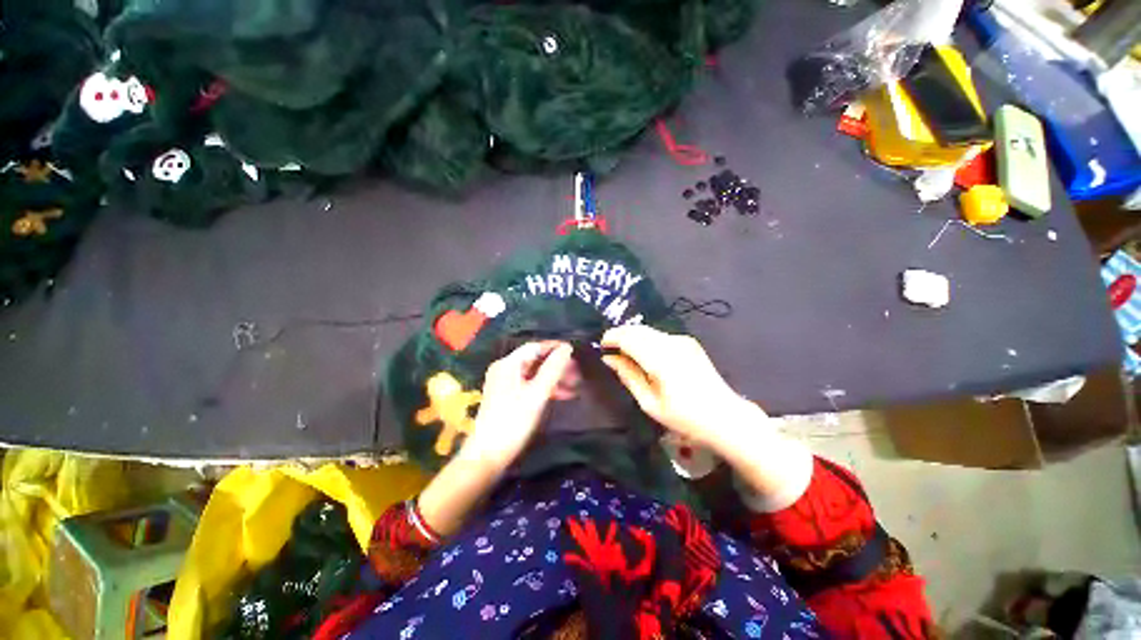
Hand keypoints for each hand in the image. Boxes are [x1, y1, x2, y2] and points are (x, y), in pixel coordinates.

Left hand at [461, 341, 573, 468]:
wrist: (488, 456)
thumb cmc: (513, 421)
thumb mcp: (537, 394)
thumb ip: (553, 369)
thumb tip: (567, 348)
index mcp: (508, 364)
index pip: (535, 347)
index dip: (555, 347)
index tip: (575, 352)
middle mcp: (504, 370)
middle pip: (535, 360)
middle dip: (557, 365)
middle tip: (577, 372)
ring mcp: (505, 384)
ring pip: (534, 374)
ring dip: (554, 378)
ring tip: (574, 385)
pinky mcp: (507, 398)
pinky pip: (530, 386)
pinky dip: (545, 388)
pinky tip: (561, 395)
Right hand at [601, 325, 759, 451]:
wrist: (725, 416)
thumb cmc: (684, 417)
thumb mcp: (649, 402)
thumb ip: (628, 375)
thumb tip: (608, 358)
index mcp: (661, 359)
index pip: (628, 337)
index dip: (611, 337)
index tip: (601, 346)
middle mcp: (671, 342)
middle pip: (637, 329)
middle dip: (620, 334)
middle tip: (610, 349)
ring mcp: (682, 340)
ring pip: (648, 330)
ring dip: (632, 336)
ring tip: (624, 352)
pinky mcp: (688, 342)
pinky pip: (659, 334)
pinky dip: (646, 339)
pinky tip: (644, 354)